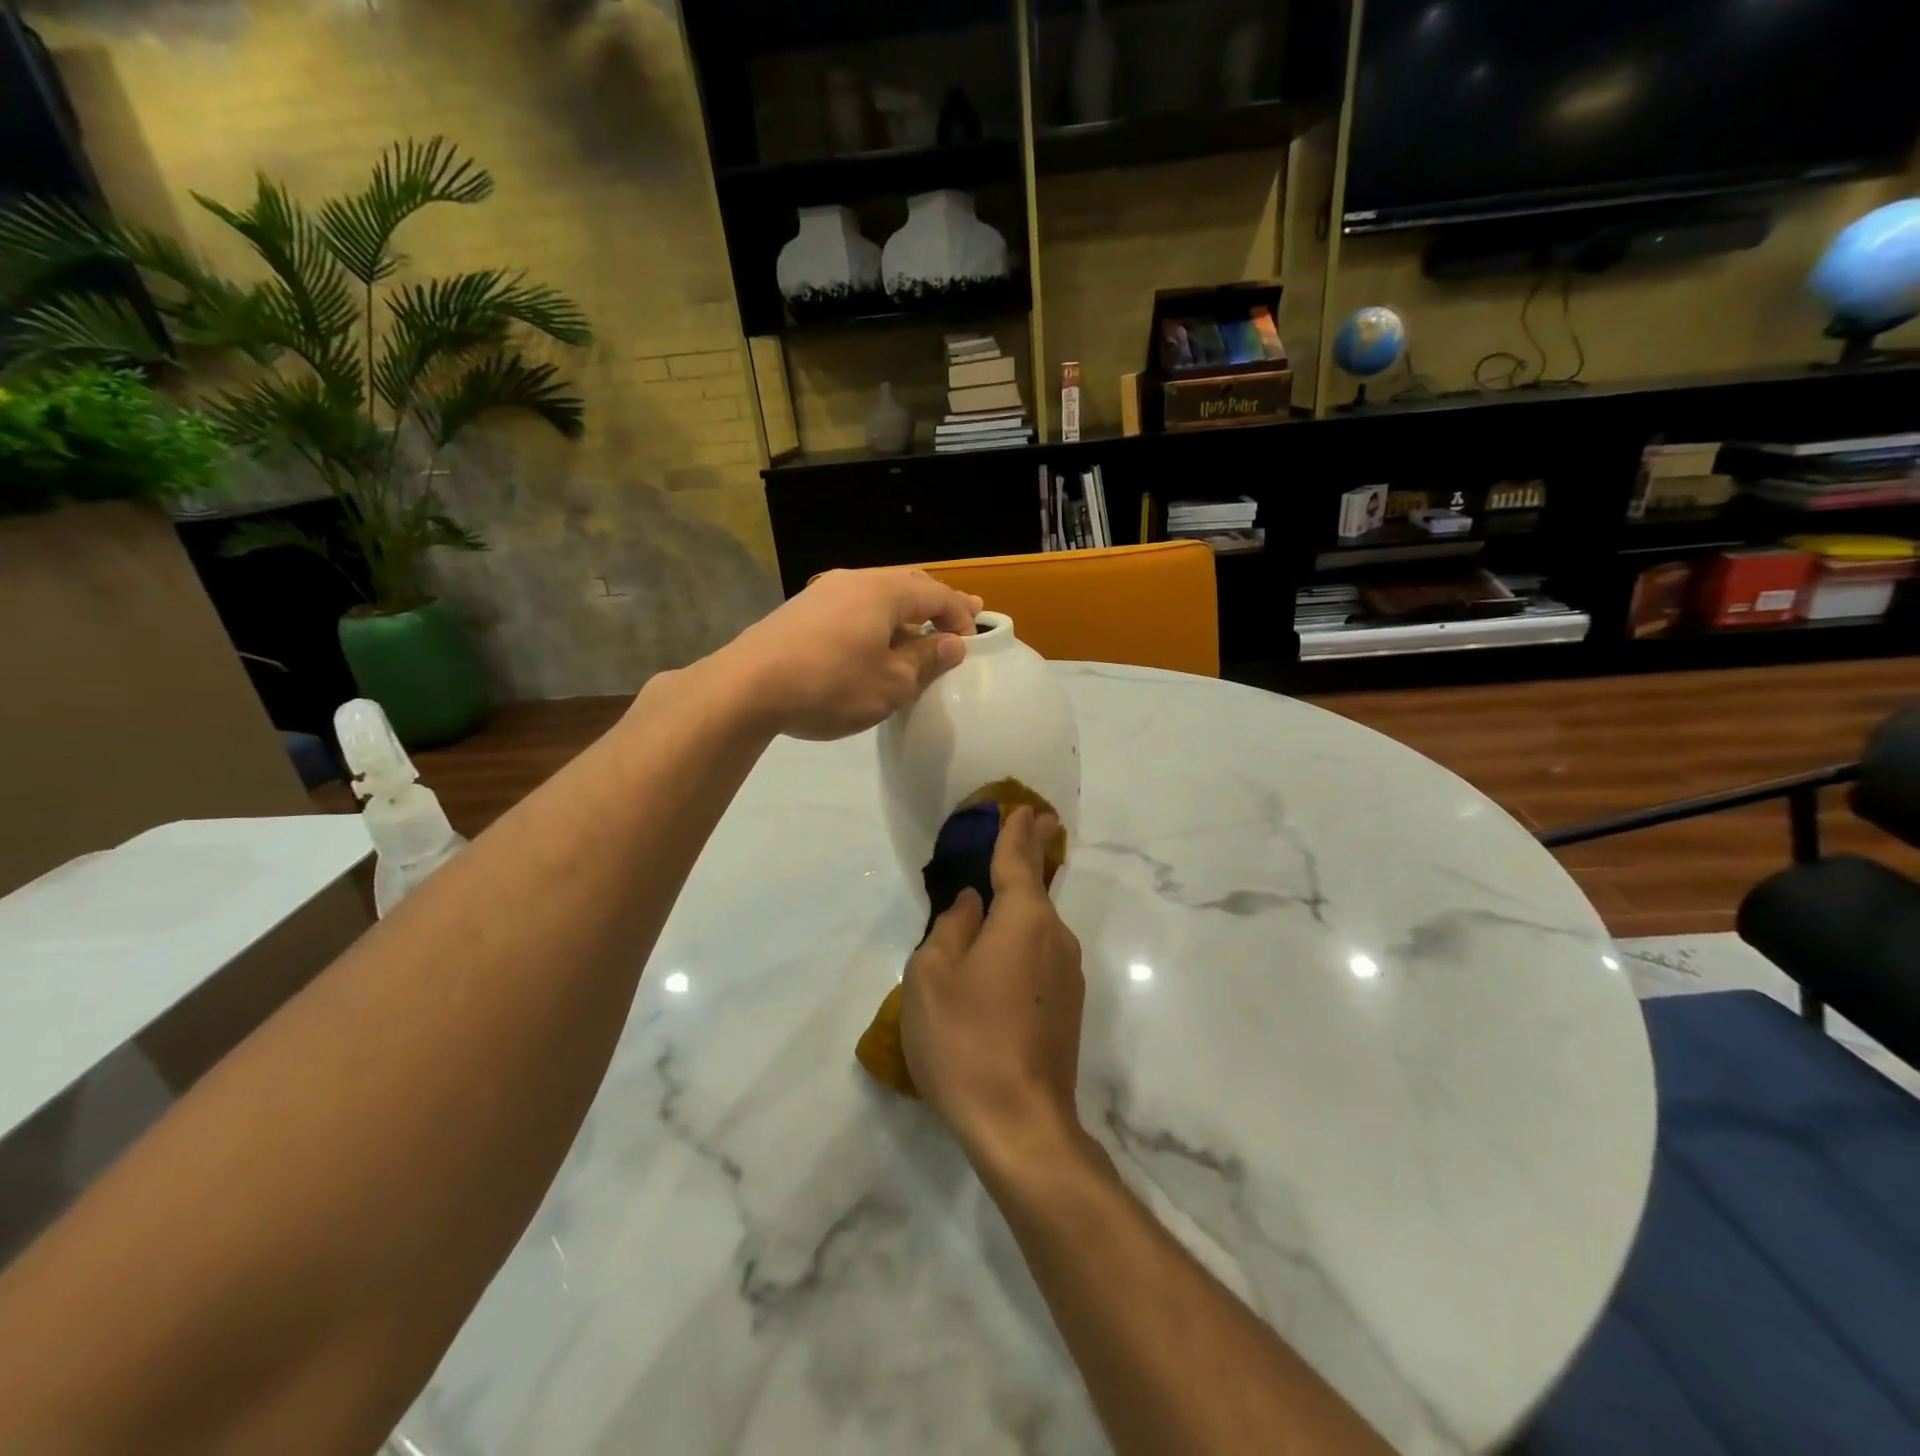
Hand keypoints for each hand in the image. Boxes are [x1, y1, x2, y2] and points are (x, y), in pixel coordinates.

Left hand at [724, 568, 981, 740]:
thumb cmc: (831, 685)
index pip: (936, 595)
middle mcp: (855, 580)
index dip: (960, 616)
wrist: (747, 687)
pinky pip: (853, 607)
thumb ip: (926, 659)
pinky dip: (876, 620)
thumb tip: (952, 644)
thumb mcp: (891, 683)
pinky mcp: (801, 611)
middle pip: (908, 585)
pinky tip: (873, 641)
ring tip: (919, 629)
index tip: (974, 639)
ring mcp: (823, 592)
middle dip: (936, 603)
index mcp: (884, 591)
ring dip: (904, 612)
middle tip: (961, 617)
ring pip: (878, 594)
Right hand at [901, 807, 1085, 1171]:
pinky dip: (1022, 945)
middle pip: (1036, 891)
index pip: (1018, 861)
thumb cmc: (966, 1039)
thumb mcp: (932, 975)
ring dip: (1020, 910)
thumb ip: (950, 928)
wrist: (1021, 1125)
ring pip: (1037, 929)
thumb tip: (971, 905)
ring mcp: (1067, 977)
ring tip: (992, 906)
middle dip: (1030, 857)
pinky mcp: (1067, 1009)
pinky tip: (999, 964)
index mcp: (1024, 920)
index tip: (1024, 808)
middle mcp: (1055, 938)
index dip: (1016, 832)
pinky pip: (1040, 958)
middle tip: (1032, 826)